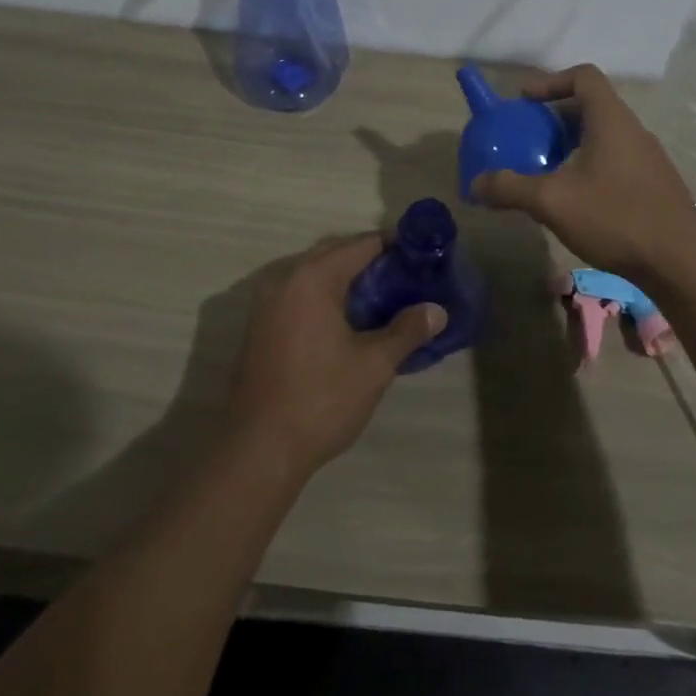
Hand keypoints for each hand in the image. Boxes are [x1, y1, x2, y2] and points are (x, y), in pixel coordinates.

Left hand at [225, 235, 446, 479]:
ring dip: (348, 280)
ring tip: (386, 297)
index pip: (360, 245)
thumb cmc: (321, 399)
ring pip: (315, 277)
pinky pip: (300, 296)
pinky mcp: (261, 328)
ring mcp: (267, 305)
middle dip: (371, 261)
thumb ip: (407, 331)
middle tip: (407, 276)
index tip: (421, 253)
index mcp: (312, 279)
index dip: (393, 245)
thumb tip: (437, 311)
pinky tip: (352, 321)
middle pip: (335, 255)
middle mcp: (285, 281)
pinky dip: (327, 298)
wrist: (259, 450)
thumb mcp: (374, 365)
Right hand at [470, 64, 695, 282]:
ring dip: (573, 145)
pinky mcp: (655, 184)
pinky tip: (577, 199)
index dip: (551, 81)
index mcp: (611, 120)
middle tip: (529, 139)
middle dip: (556, 118)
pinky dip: (590, 165)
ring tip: (548, 170)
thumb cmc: (615, 218)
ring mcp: (649, 158)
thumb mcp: (552, 202)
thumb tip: (475, 185)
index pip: (584, 76)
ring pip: (605, 136)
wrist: (680, 263)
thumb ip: (510, 188)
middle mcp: (634, 130)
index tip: (525, 102)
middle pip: (592, 106)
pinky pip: (616, 159)